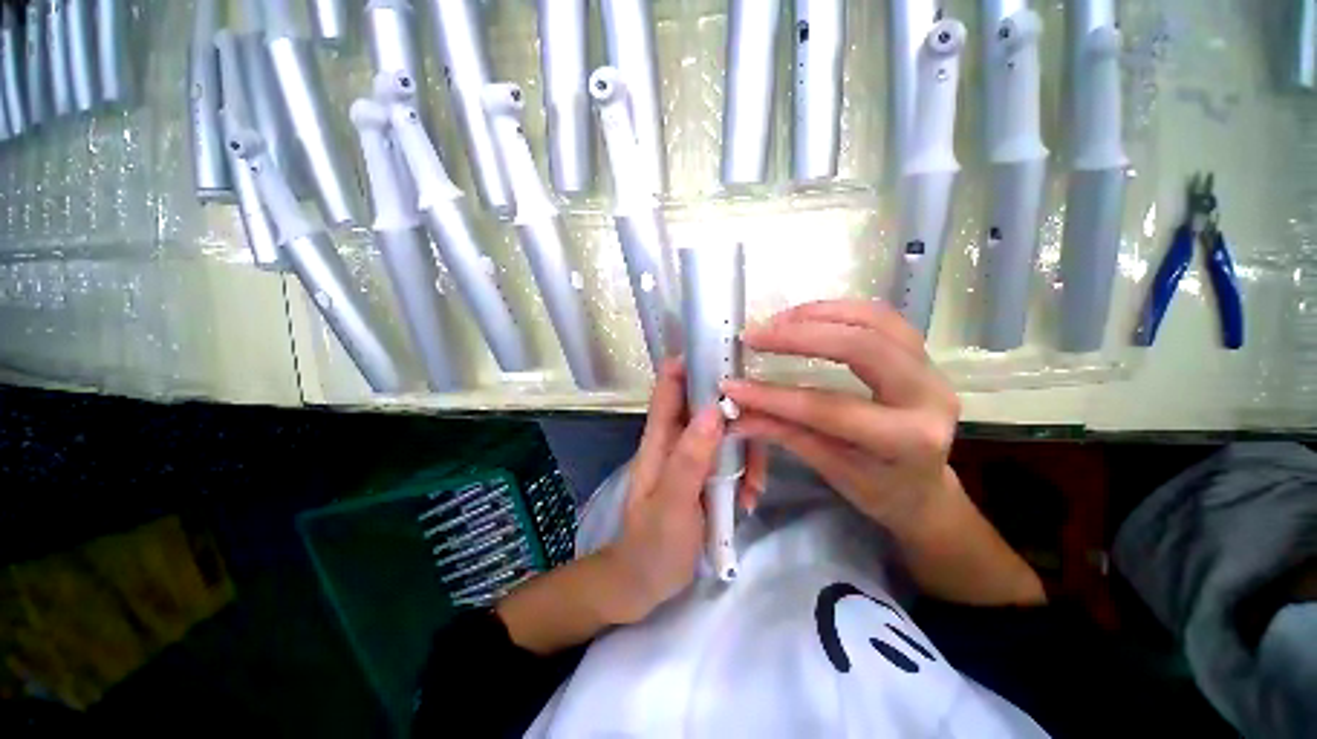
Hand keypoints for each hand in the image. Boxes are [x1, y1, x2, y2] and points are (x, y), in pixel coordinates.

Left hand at [600, 359, 766, 623]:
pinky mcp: (706, 476)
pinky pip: (732, 460)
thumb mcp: (672, 502)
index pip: (669, 387)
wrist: (645, 583)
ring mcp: (693, 458)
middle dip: (736, 416)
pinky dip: (745, 474)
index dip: (689, 363)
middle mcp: (677, 440)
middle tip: (761, 435)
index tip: (723, 353)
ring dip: (746, 454)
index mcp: (660, 438)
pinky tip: (749, 501)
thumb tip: (713, 410)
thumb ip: (690, 458)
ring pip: (725, 434)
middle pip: (707, 406)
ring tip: (753, 490)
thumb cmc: (652, 544)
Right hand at [721, 299, 958, 533]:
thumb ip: (784, 433)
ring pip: (873, 320)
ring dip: (817, 315)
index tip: (732, 386)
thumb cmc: (878, 488)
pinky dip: (837, 310)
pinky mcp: (919, 352)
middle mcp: (928, 395)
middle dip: (798, 337)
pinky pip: (879, 316)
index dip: (775, 396)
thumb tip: (735, 413)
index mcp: (909, 439)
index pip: (829, 408)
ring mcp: (930, 367)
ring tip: (775, 322)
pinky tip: (805, 317)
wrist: (923, 488)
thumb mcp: (830, 468)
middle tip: (754, 337)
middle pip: (861, 347)